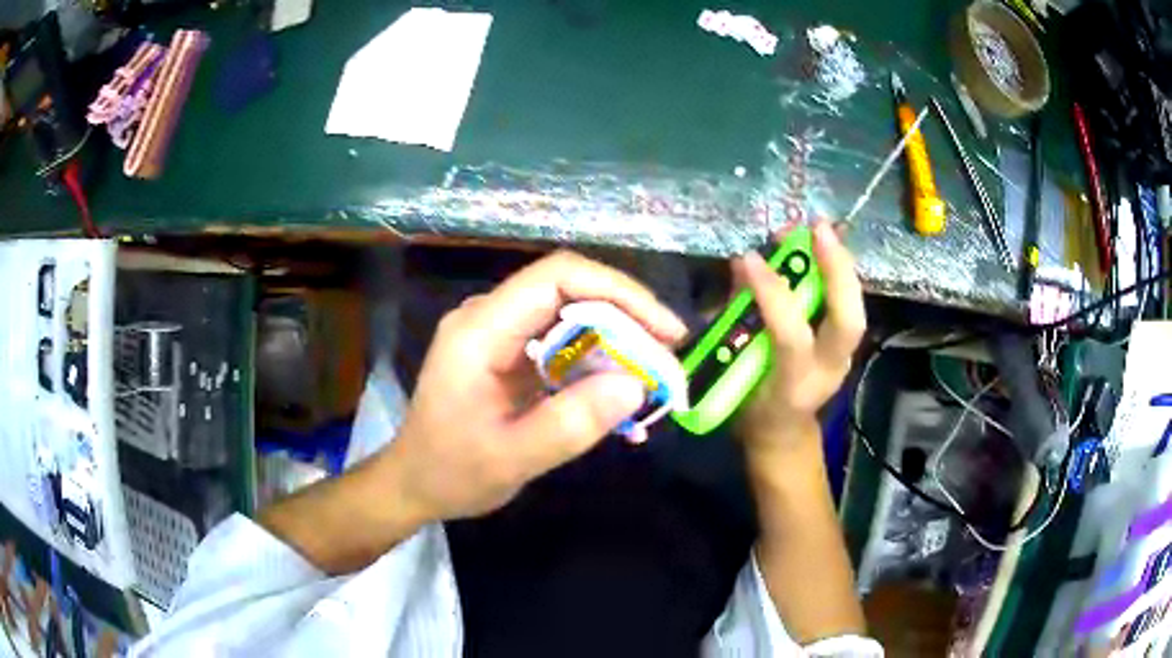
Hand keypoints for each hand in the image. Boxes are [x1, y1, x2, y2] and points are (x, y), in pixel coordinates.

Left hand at [387, 251, 687, 522]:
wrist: (414, 483)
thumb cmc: (450, 472)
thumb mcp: (511, 458)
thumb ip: (570, 424)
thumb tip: (635, 385)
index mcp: (481, 329)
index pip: (558, 277)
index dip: (619, 292)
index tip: (664, 330)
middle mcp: (490, 318)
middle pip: (571, 293)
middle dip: (628, 322)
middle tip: (667, 363)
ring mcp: (500, 334)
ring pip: (573, 318)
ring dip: (618, 345)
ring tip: (653, 382)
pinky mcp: (510, 355)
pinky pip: (564, 345)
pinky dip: (598, 366)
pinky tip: (621, 397)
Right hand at [733, 221, 865, 452]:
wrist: (783, 435)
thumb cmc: (750, 409)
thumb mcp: (730, 372)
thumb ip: (737, 320)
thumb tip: (742, 265)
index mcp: (792, 386)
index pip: (791, 336)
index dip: (772, 294)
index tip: (749, 259)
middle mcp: (826, 373)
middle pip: (848, 322)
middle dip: (837, 271)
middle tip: (816, 229)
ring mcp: (843, 361)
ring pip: (857, 310)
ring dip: (841, 265)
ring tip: (819, 230)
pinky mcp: (847, 348)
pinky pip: (850, 305)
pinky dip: (840, 274)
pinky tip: (826, 249)